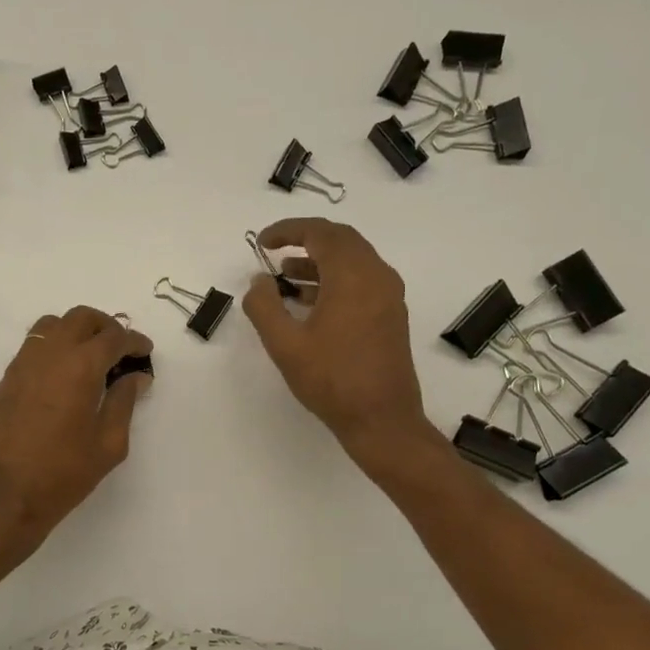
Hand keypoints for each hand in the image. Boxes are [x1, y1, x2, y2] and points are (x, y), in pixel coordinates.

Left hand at [0, 307, 153, 553]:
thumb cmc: (62, 473)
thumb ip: (123, 403)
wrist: (2, 495)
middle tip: (120, 348)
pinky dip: (53, 350)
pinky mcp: (4, 381)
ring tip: (89, 357)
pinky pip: (32, 349)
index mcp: (80, 366)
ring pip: (51, 326)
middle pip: (80, 318)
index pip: (114, 337)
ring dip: (75, 332)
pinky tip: (61, 378)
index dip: (134, 341)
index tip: (145, 352)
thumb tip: (134, 378)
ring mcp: (21, 364)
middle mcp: (49, 354)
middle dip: (105, 326)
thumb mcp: (108, 444)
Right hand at [243, 218, 429, 462]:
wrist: (381, 419)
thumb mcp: (285, 344)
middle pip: (341, 240)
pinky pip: (361, 281)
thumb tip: (258, 280)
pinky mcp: (391, 315)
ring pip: (352, 261)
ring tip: (285, 278)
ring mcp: (388, 296)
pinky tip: (309, 302)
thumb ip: (264, 306)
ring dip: (319, 262)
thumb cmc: (331, 380)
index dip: (288, 230)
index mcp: (353, 275)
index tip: (261, 242)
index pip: (320, 233)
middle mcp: (377, 276)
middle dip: (305, 240)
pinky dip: (334, 280)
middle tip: (274, 251)